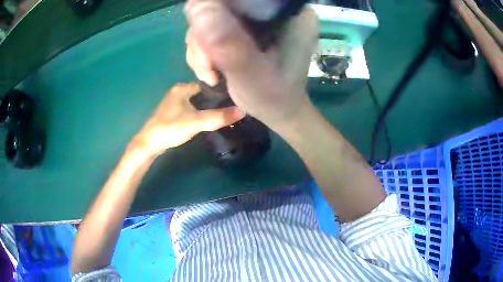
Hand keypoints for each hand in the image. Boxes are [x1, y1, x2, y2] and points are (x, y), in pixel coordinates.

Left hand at [131, 83, 244, 154]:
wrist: (149, 144)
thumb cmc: (170, 128)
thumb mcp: (195, 122)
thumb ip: (217, 117)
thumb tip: (242, 111)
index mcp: (182, 88)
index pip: (206, 85)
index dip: (220, 91)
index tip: (234, 97)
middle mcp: (178, 92)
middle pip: (202, 93)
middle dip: (214, 99)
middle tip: (231, 107)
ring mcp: (174, 103)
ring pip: (196, 102)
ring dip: (207, 107)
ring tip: (223, 113)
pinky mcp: (172, 114)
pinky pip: (190, 109)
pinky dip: (199, 112)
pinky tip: (206, 119)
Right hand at [184, 0, 317, 125]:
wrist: (277, 112)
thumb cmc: (274, 97)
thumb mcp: (251, 74)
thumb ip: (227, 43)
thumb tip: (196, 6)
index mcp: (290, 14)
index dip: (216, 7)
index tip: (207, 38)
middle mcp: (274, 11)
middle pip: (225, 5)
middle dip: (206, 35)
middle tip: (208, 64)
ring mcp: (258, 20)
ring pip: (213, 17)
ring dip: (201, 47)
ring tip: (209, 73)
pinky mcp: (245, 29)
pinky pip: (212, 29)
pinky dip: (203, 50)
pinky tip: (209, 70)